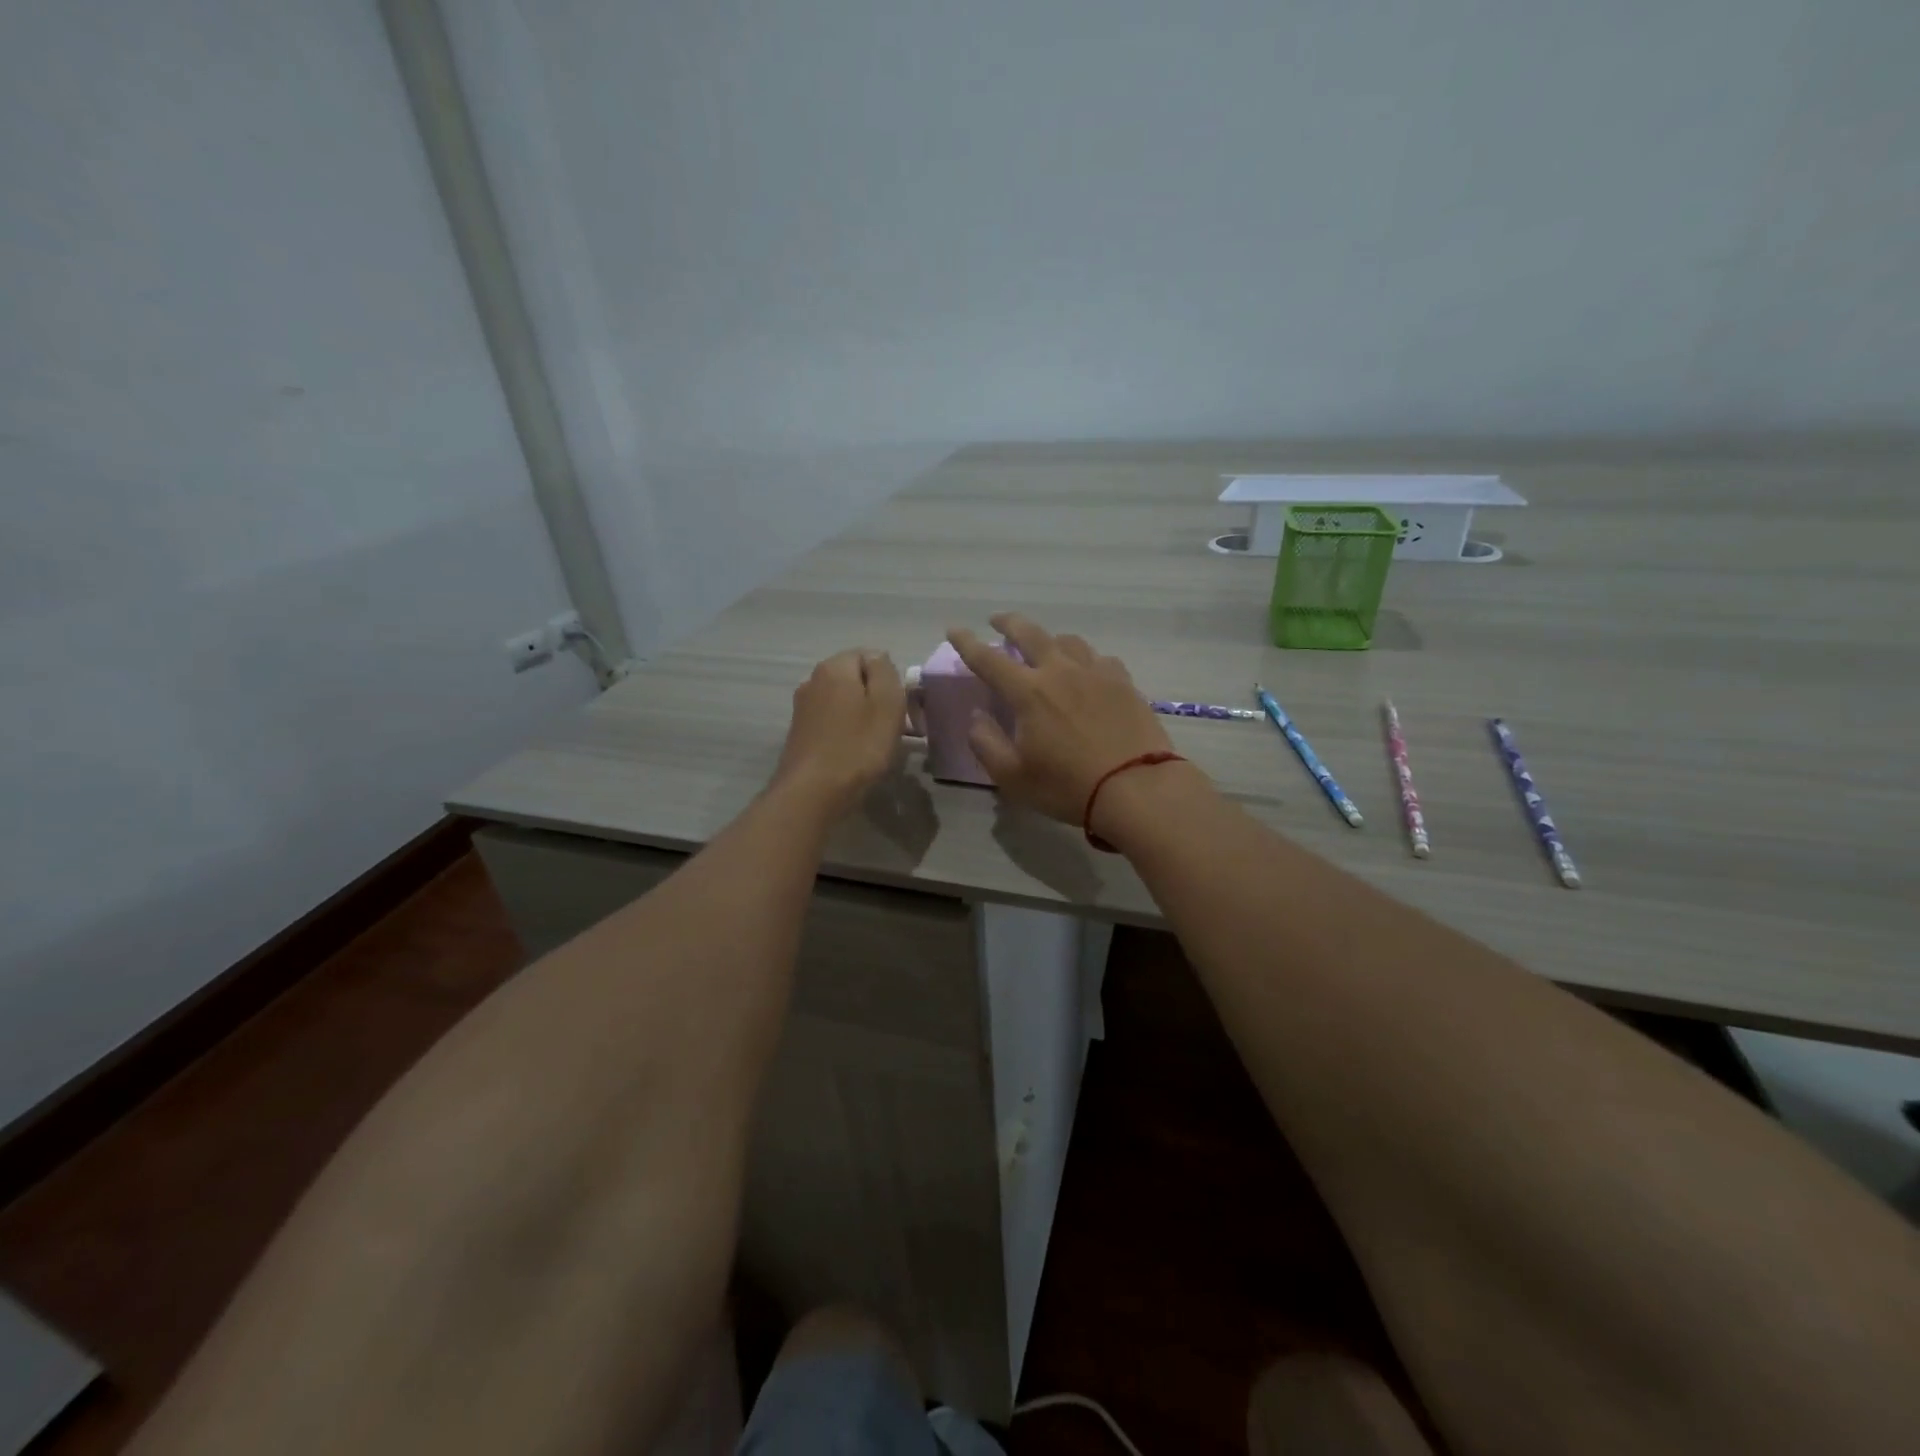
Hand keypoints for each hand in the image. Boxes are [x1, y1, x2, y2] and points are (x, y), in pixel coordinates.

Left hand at [770, 649, 907, 821]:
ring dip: (861, 718)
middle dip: (875, 698)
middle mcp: (813, 680)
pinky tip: (854, 754)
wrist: (812, 793)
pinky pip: (832, 722)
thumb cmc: (858, 747)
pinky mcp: (799, 733)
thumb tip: (878, 659)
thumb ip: (885, 671)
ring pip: (843, 702)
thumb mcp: (887, 703)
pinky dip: (846, 733)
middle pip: (855, 679)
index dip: (890, 679)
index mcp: (834, 667)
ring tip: (875, 745)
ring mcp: (803, 708)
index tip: (900, 707)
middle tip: (893, 728)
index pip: (870, 655)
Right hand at [947, 613, 1174, 824]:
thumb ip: (986, 743)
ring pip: (1068, 641)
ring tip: (1045, 646)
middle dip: (1009, 622)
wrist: (1136, 788)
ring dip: (1050, 638)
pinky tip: (1088, 670)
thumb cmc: (1068, 786)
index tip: (954, 629)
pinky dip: (1085, 659)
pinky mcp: (1124, 683)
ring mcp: (1096, 673)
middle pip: (1031, 633)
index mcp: (1029, 692)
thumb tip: (976, 716)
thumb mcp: (1013, 777)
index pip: (988, 659)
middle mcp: (1061, 672)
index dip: (967, 643)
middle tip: (997, 620)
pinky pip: (1100, 658)